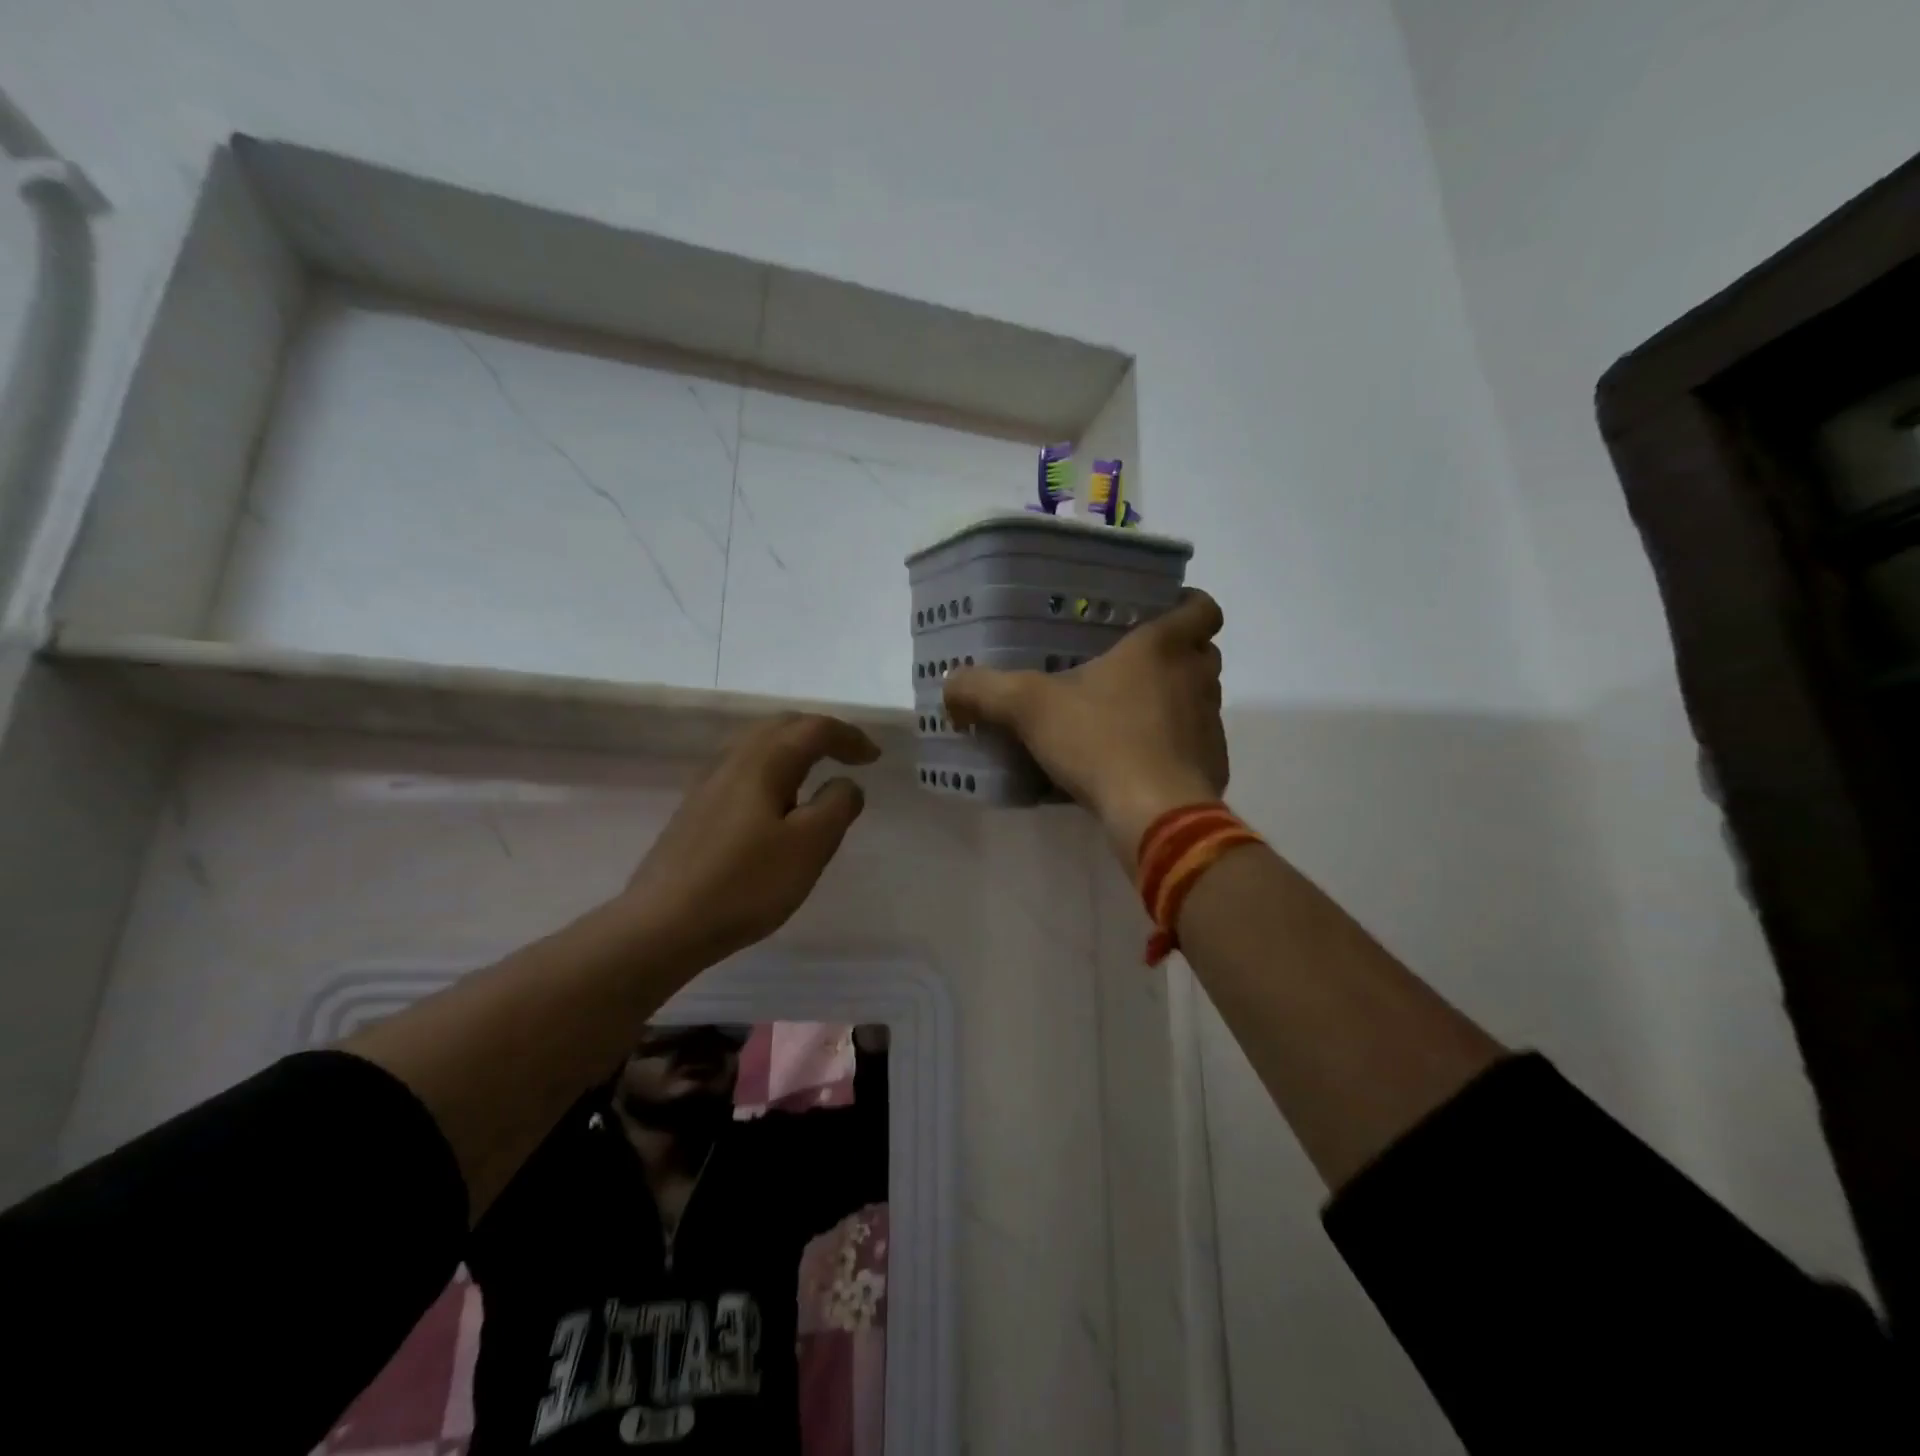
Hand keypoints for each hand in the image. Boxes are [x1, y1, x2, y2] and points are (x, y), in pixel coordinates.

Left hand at [618, 713, 880, 965]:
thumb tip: (845, 784)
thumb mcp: (809, 847)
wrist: (663, 924)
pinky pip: (742, 768)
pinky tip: (774, 800)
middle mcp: (733, 761)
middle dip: (820, 733)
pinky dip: (772, 767)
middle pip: (781, 726)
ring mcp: (708, 784)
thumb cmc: (746, 884)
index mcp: (764, 762)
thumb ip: (837, 806)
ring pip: (757, 745)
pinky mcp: (695, 809)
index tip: (874, 758)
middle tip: (849, 755)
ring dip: (793, 747)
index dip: (849, 737)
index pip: (813, 729)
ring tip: (816, 771)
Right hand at [944, 589, 1227, 859]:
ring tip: (1130, 716)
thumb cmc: (1100, 741)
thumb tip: (950, 685)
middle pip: (1203, 653)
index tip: (1162, 613)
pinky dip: (1175, 746)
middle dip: (1177, 655)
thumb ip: (985, 690)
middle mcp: (1197, 679)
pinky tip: (1139, 763)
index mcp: (1162, 649)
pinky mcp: (1213, 765)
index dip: (1189, 604)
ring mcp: (1210, 724)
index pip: (1201, 608)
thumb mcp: (1028, 708)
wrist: (1155, 814)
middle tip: (1132, 666)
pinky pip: (1196, 744)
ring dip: (1175, 700)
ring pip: (1200, 698)